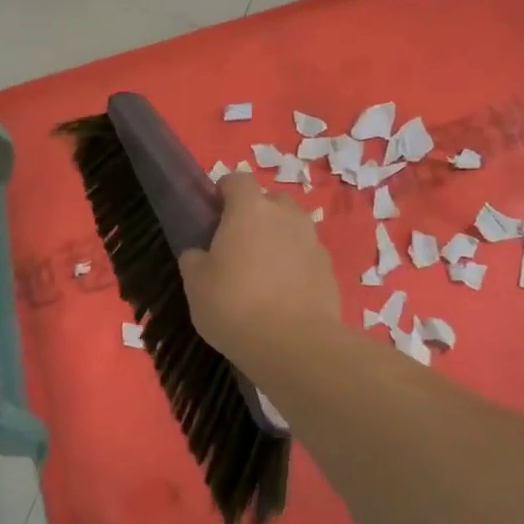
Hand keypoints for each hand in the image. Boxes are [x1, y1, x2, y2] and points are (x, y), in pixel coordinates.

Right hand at [179, 172, 340, 363]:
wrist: (294, 344)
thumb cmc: (234, 306)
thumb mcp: (195, 284)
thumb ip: (194, 259)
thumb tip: (199, 253)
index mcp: (249, 209)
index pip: (237, 179)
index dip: (224, 191)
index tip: (214, 213)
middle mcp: (285, 215)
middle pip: (270, 200)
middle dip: (256, 214)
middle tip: (239, 245)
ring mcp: (312, 240)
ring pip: (292, 228)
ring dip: (278, 240)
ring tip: (263, 273)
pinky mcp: (329, 268)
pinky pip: (307, 256)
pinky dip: (296, 266)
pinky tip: (284, 295)